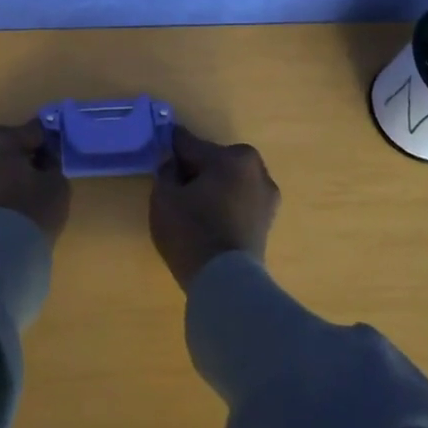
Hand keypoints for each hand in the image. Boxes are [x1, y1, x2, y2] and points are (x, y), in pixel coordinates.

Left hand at [0, 119, 71, 241]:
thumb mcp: (56, 182)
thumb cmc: (28, 212)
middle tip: (33, 174)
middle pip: (0, 142)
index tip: (53, 160)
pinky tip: (0, 203)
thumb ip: (50, 162)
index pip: (30, 132)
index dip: (45, 146)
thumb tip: (42, 159)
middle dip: (16, 153)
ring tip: (16, 191)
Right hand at [148, 125, 280, 291]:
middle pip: (214, 161)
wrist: (225, 282)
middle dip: (196, 170)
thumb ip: (166, 170)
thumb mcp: (164, 196)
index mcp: (232, 157)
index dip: (171, 149)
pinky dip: (225, 204)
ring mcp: (267, 195)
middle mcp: (256, 169)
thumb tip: (174, 164)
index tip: (159, 150)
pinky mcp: (268, 220)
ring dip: (213, 187)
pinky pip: (239, 201)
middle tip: (175, 187)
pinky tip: (208, 220)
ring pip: (229, 181)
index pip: (191, 145)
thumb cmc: (191, 231)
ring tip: (192, 207)